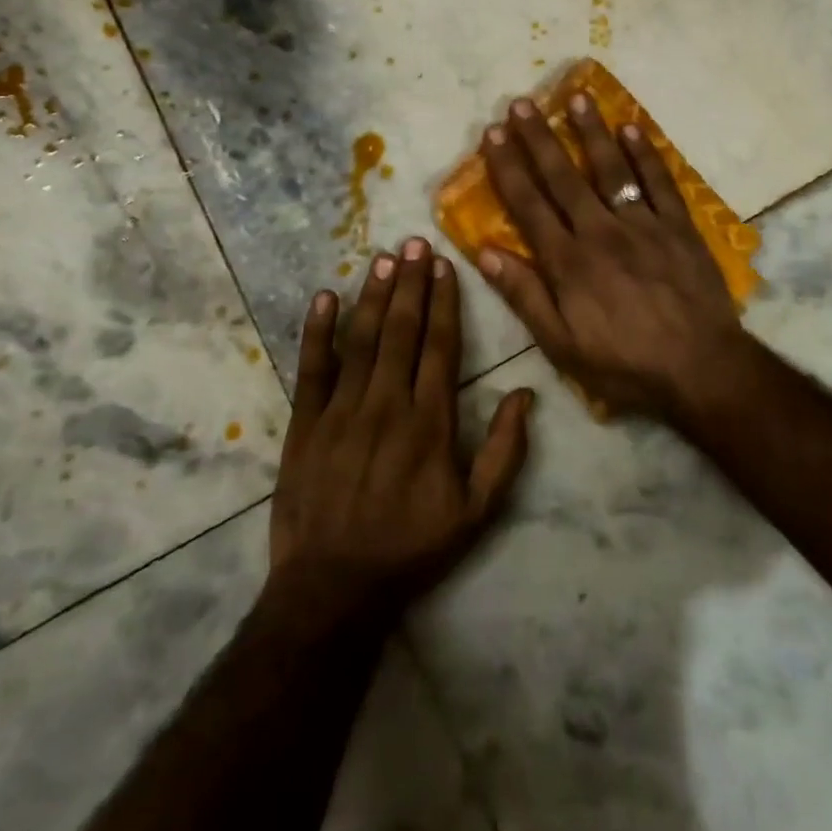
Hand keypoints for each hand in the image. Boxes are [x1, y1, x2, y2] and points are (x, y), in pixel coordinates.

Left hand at [268, 238, 534, 626]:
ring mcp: (341, 412)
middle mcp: (387, 405)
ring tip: (383, 257)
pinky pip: (311, 370)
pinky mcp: (305, 425)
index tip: (445, 265)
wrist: (334, 588)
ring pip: (361, 340)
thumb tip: (526, 395)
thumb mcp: (476, 512)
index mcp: (429, 422)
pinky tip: (324, 297)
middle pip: (401, 332)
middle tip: (415, 242)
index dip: (444, 302)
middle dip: (410, 283)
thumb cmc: (411, 548)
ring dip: (373, 296)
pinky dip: (317, 332)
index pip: (440, 347)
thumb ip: (504, 452)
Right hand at [475, 95, 749, 420]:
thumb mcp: (562, 345)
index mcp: (568, 261)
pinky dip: (646, 154)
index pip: (529, 204)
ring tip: (575, 97)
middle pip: (564, 178)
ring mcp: (644, 225)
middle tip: (521, 103)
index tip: (493, 134)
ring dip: (591, 132)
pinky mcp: (680, 227)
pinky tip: (631, 128)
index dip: (508, 167)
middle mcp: (601, 232)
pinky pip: (660, 183)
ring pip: (611, 169)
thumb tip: (485, 253)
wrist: (701, 369)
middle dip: (539, 139)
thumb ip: (525, 296)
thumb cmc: (625, 364)